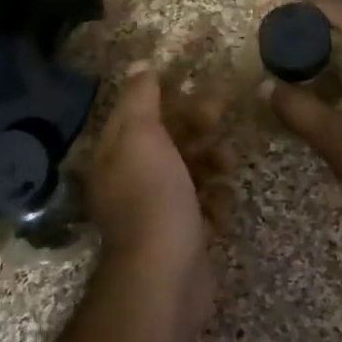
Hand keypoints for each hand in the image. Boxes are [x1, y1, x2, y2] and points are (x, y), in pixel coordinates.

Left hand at [84, 66, 225, 320]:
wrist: (165, 276)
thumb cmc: (152, 197)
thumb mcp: (141, 136)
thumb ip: (141, 99)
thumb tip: (141, 65)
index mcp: (113, 154)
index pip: (137, 112)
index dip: (166, 96)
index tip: (197, 84)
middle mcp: (129, 179)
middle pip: (166, 140)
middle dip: (195, 125)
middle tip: (222, 113)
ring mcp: (155, 209)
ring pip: (188, 171)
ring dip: (211, 162)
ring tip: (228, 164)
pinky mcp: (181, 234)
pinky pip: (202, 206)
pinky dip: (215, 201)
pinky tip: (223, 204)